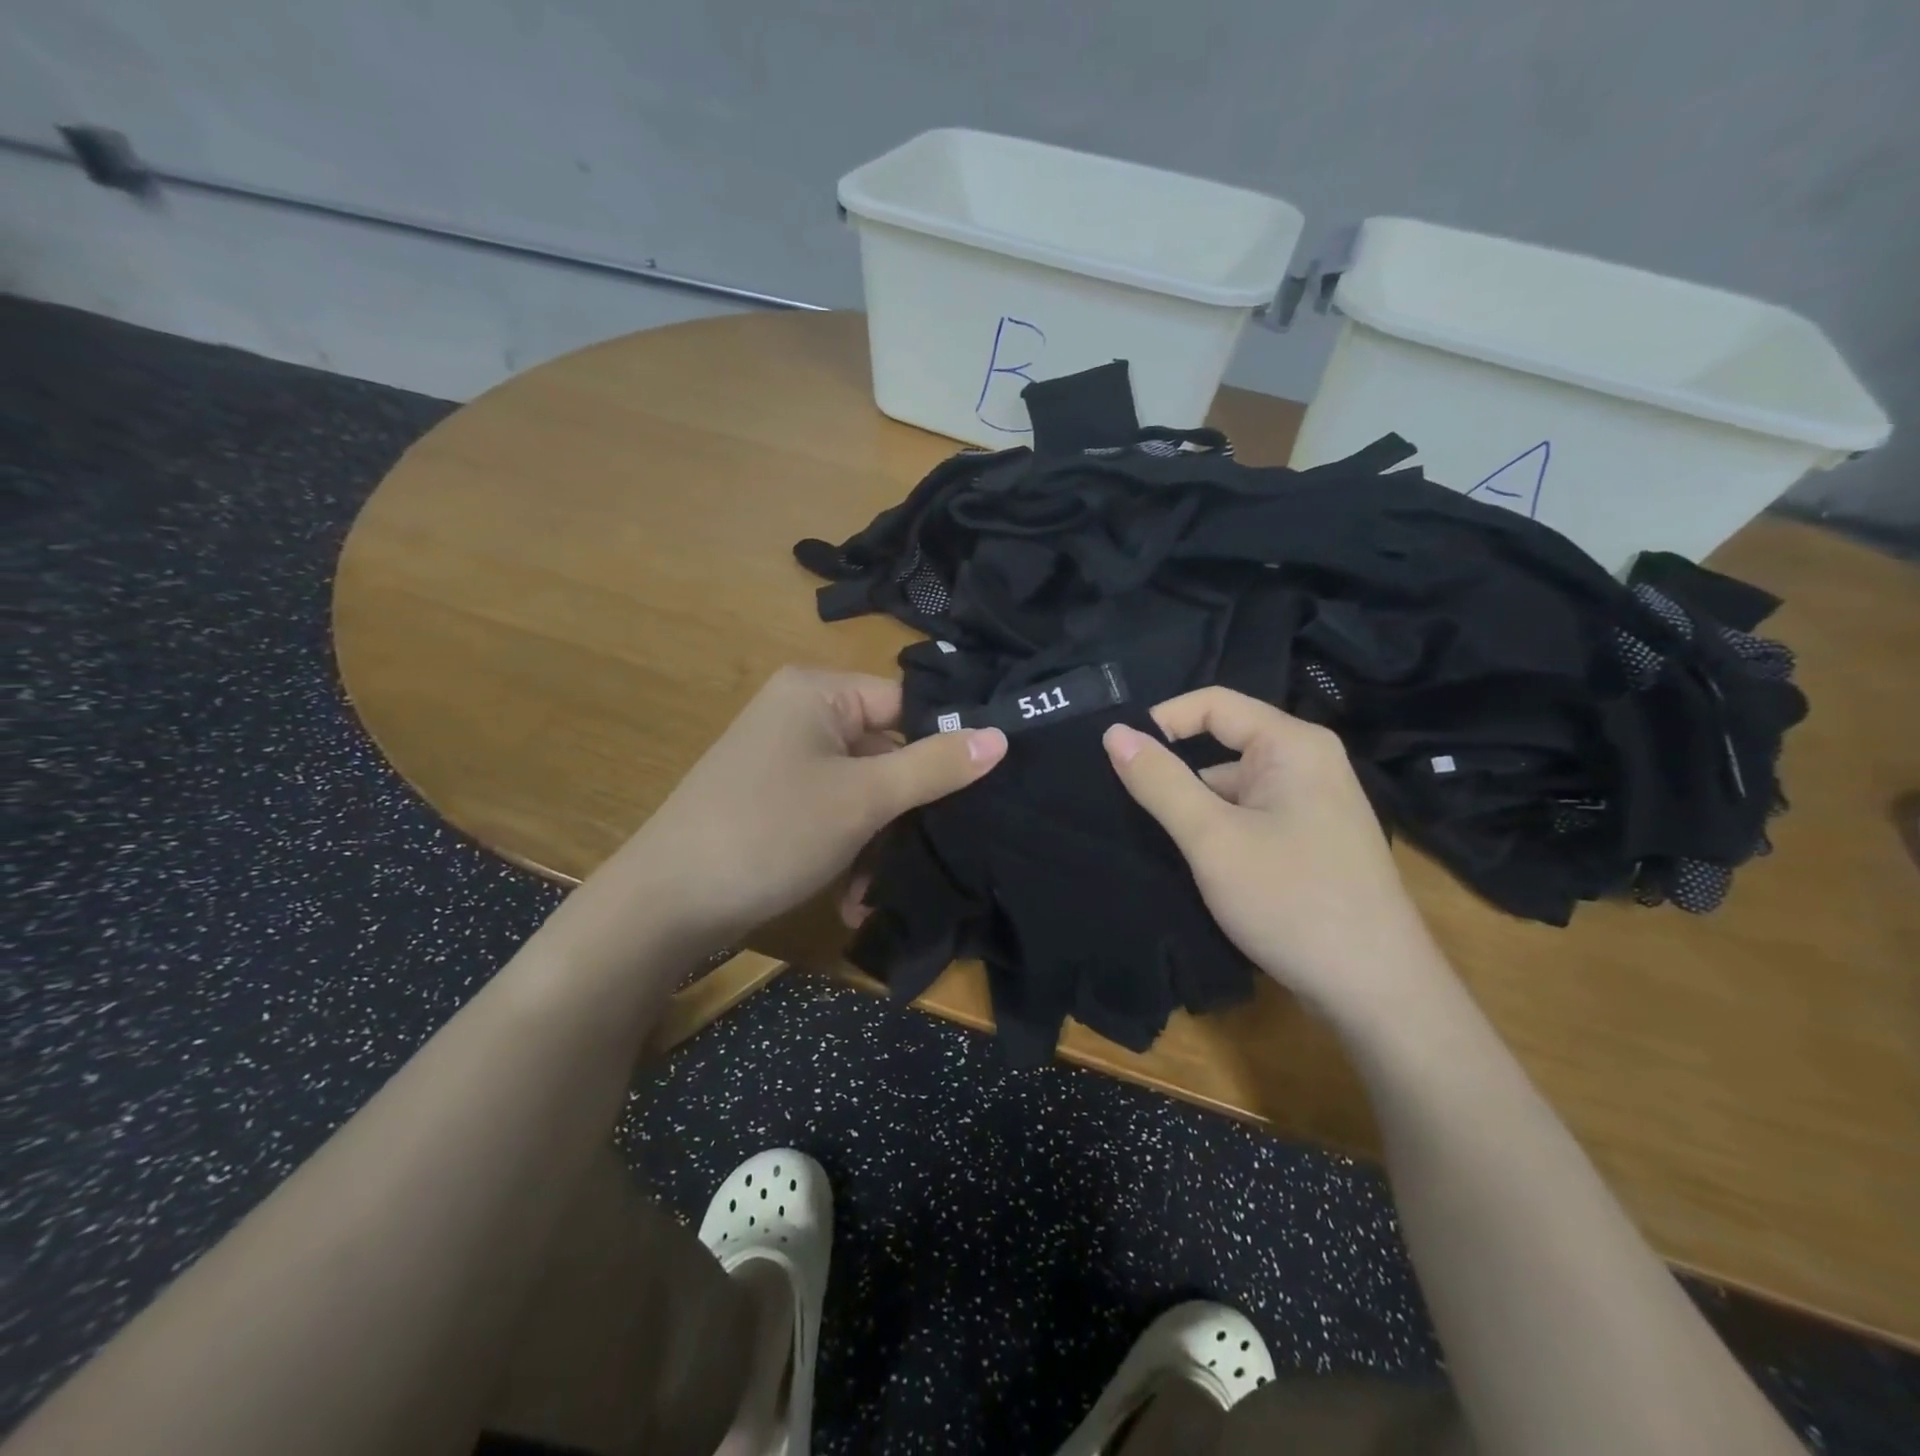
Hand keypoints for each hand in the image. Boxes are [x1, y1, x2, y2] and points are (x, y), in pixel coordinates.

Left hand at [615, 667, 1005, 945]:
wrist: (663, 905)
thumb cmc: (770, 832)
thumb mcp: (863, 799)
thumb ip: (934, 766)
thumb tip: (1001, 736)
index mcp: (818, 693)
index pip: (906, 705)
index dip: (943, 746)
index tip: (980, 793)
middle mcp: (800, 715)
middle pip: (886, 752)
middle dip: (905, 812)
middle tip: (935, 854)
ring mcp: (784, 760)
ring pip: (861, 792)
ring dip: (876, 843)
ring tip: (874, 893)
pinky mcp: (774, 801)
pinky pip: (831, 813)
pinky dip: (845, 851)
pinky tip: (850, 900)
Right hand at [1103, 688, 1448, 1022]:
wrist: (1376, 991)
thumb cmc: (1292, 900)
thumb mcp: (1212, 838)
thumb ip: (1160, 782)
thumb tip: (1114, 732)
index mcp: (1293, 745)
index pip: (1213, 704)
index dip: (1161, 721)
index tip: (1116, 757)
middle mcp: (1309, 763)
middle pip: (1223, 747)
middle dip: (1175, 775)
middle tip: (1125, 807)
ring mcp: (1314, 805)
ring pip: (1234, 789)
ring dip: (1196, 811)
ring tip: (1153, 844)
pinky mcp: (1312, 842)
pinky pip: (1252, 818)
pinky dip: (1220, 833)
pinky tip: (1194, 865)